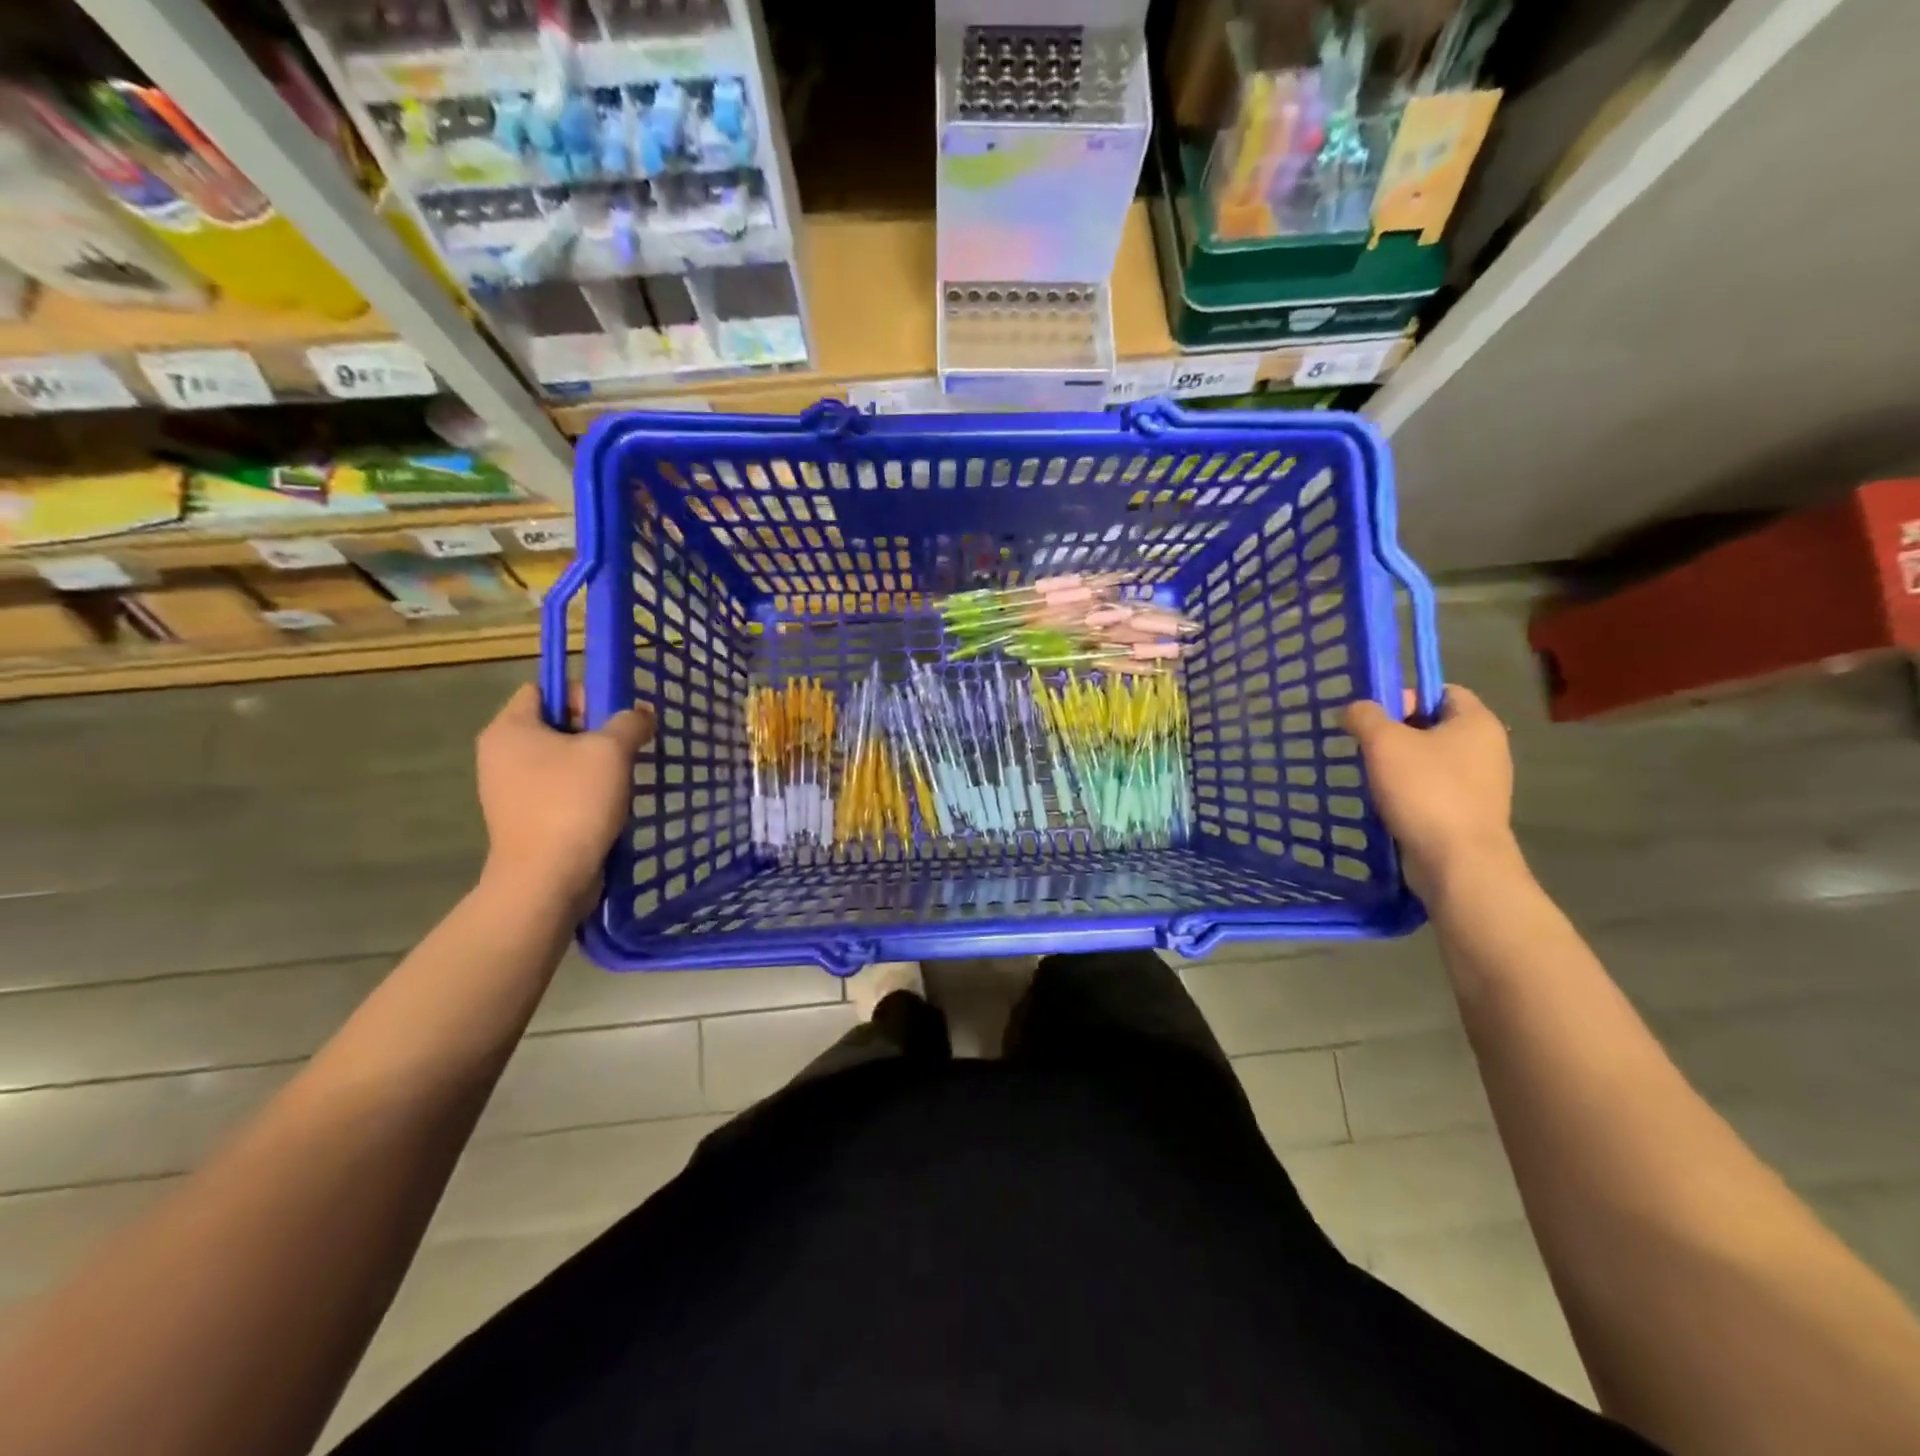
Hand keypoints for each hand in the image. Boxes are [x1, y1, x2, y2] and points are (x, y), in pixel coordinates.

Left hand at [475, 685, 652, 911]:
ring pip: (561, 760)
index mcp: (509, 729)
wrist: (547, 879)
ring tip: (622, 781)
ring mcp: (509, 790)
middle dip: (594, 732)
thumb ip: (630, 723)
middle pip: (555, 724)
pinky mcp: (524, 819)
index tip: (611, 719)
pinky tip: (609, 806)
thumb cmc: (572, 803)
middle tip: (625, 749)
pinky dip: (585, 793)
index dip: (581, 695)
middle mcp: (500, 754)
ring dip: (594, 765)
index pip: (544, 689)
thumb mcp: (611, 751)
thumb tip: (641, 715)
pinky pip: (559, 791)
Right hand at [1345, 685, 1521, 904]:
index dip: (1406, 696)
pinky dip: (1407, 791)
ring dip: (1398, 764)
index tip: (1375, 716)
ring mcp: (1480, 784)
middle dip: (1396, 732)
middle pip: (1434, 725)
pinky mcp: (1467, 813)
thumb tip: (1355, 709)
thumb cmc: (1426, 791)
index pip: (1442, 691)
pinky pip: (1432, 789)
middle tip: (1364, 745)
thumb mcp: (1384, 742)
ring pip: (1430, 760)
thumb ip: (1365, 716)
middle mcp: (1486, 749)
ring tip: (1369, 775)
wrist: (1457, 862)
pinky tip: (1384, 802)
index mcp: (1477, 723)